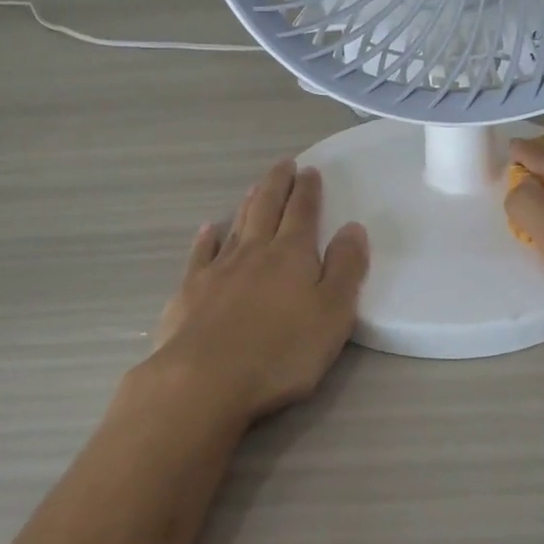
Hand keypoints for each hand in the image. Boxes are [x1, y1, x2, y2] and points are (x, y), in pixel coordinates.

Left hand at [144, 159, 369, 424]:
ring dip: (248, 204)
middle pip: (267, 209)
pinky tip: (208, 229)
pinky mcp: (190, 291)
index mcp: (292, 256)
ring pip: (237, 226)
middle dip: (278, 185)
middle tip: (284, 164)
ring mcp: (218, 270)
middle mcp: (254, 253)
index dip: (308, 191)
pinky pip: (200, 255)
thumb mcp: (333, 315)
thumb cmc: (280, 352)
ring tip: (255, 188)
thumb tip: (353, 227)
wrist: (204, 379)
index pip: (303, 213)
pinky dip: (206, 239)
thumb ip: (346, 269)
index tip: (309, 170)